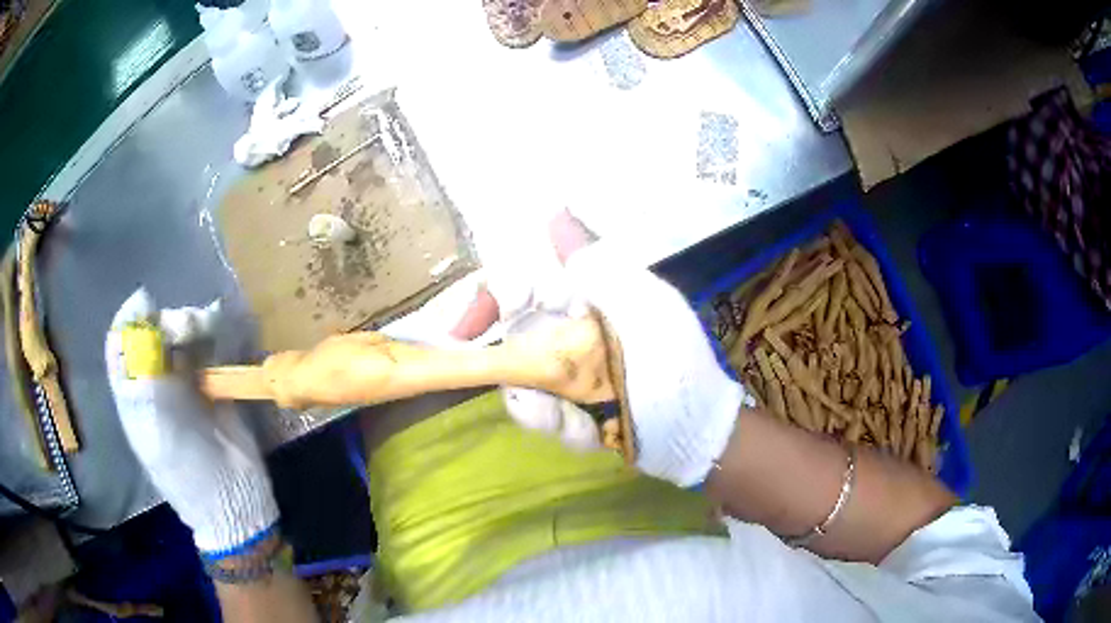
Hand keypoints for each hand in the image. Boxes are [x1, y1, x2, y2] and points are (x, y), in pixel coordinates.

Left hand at [105, 289, 278, 557]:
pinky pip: (206, 350)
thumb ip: (142, 369)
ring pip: (179, 337)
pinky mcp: (211, 387)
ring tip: (204, 326)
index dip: (129, 320)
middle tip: (184, 326)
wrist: (232, 499)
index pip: (120, 345)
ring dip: (190, 324)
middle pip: (151, 335)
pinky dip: (210, 334)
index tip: (148, 304)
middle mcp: (154, 384)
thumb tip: (142, 306)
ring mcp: (183, 385)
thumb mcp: (153, 424)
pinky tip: (216, 328)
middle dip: (165, 322)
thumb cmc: (185, 470)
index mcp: (133, 396)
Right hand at [452, 211, 747, 486]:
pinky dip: (567, 431)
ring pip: (523, 387)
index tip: (467, 332)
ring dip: (550, 413)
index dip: (489, 303)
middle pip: (512, 344)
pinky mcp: (572, 409)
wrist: (696, 437)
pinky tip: (598, 435)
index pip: (520, 286)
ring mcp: (570, 373)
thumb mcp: (641, 310)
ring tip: (587, 422)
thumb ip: (597, 267)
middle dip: (523, 380)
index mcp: (585, 298)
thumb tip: (555, 212)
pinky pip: (546, 419)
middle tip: (550, 405)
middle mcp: (570, 330)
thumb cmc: (673, 367)